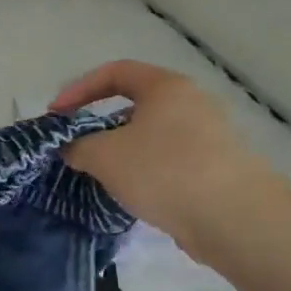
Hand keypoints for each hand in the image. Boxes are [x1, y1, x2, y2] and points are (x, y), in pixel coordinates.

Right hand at [52, 60, 286, 261]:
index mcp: (166, 88)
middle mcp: (191, 103)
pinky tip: (130, 193)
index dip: (78, 89)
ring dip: (119, 150)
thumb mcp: (103, 155)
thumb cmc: (163, 171)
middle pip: (133, 104)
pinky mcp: (214, 167)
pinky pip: (166, 160)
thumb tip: (71, 148)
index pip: (115, 72)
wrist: (234, 218)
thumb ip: (77, 146)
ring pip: (149, 135)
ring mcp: (208, 136)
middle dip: (98, 124)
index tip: (56, 115)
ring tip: (98, 174)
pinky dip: (142, 170)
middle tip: (75, 146)